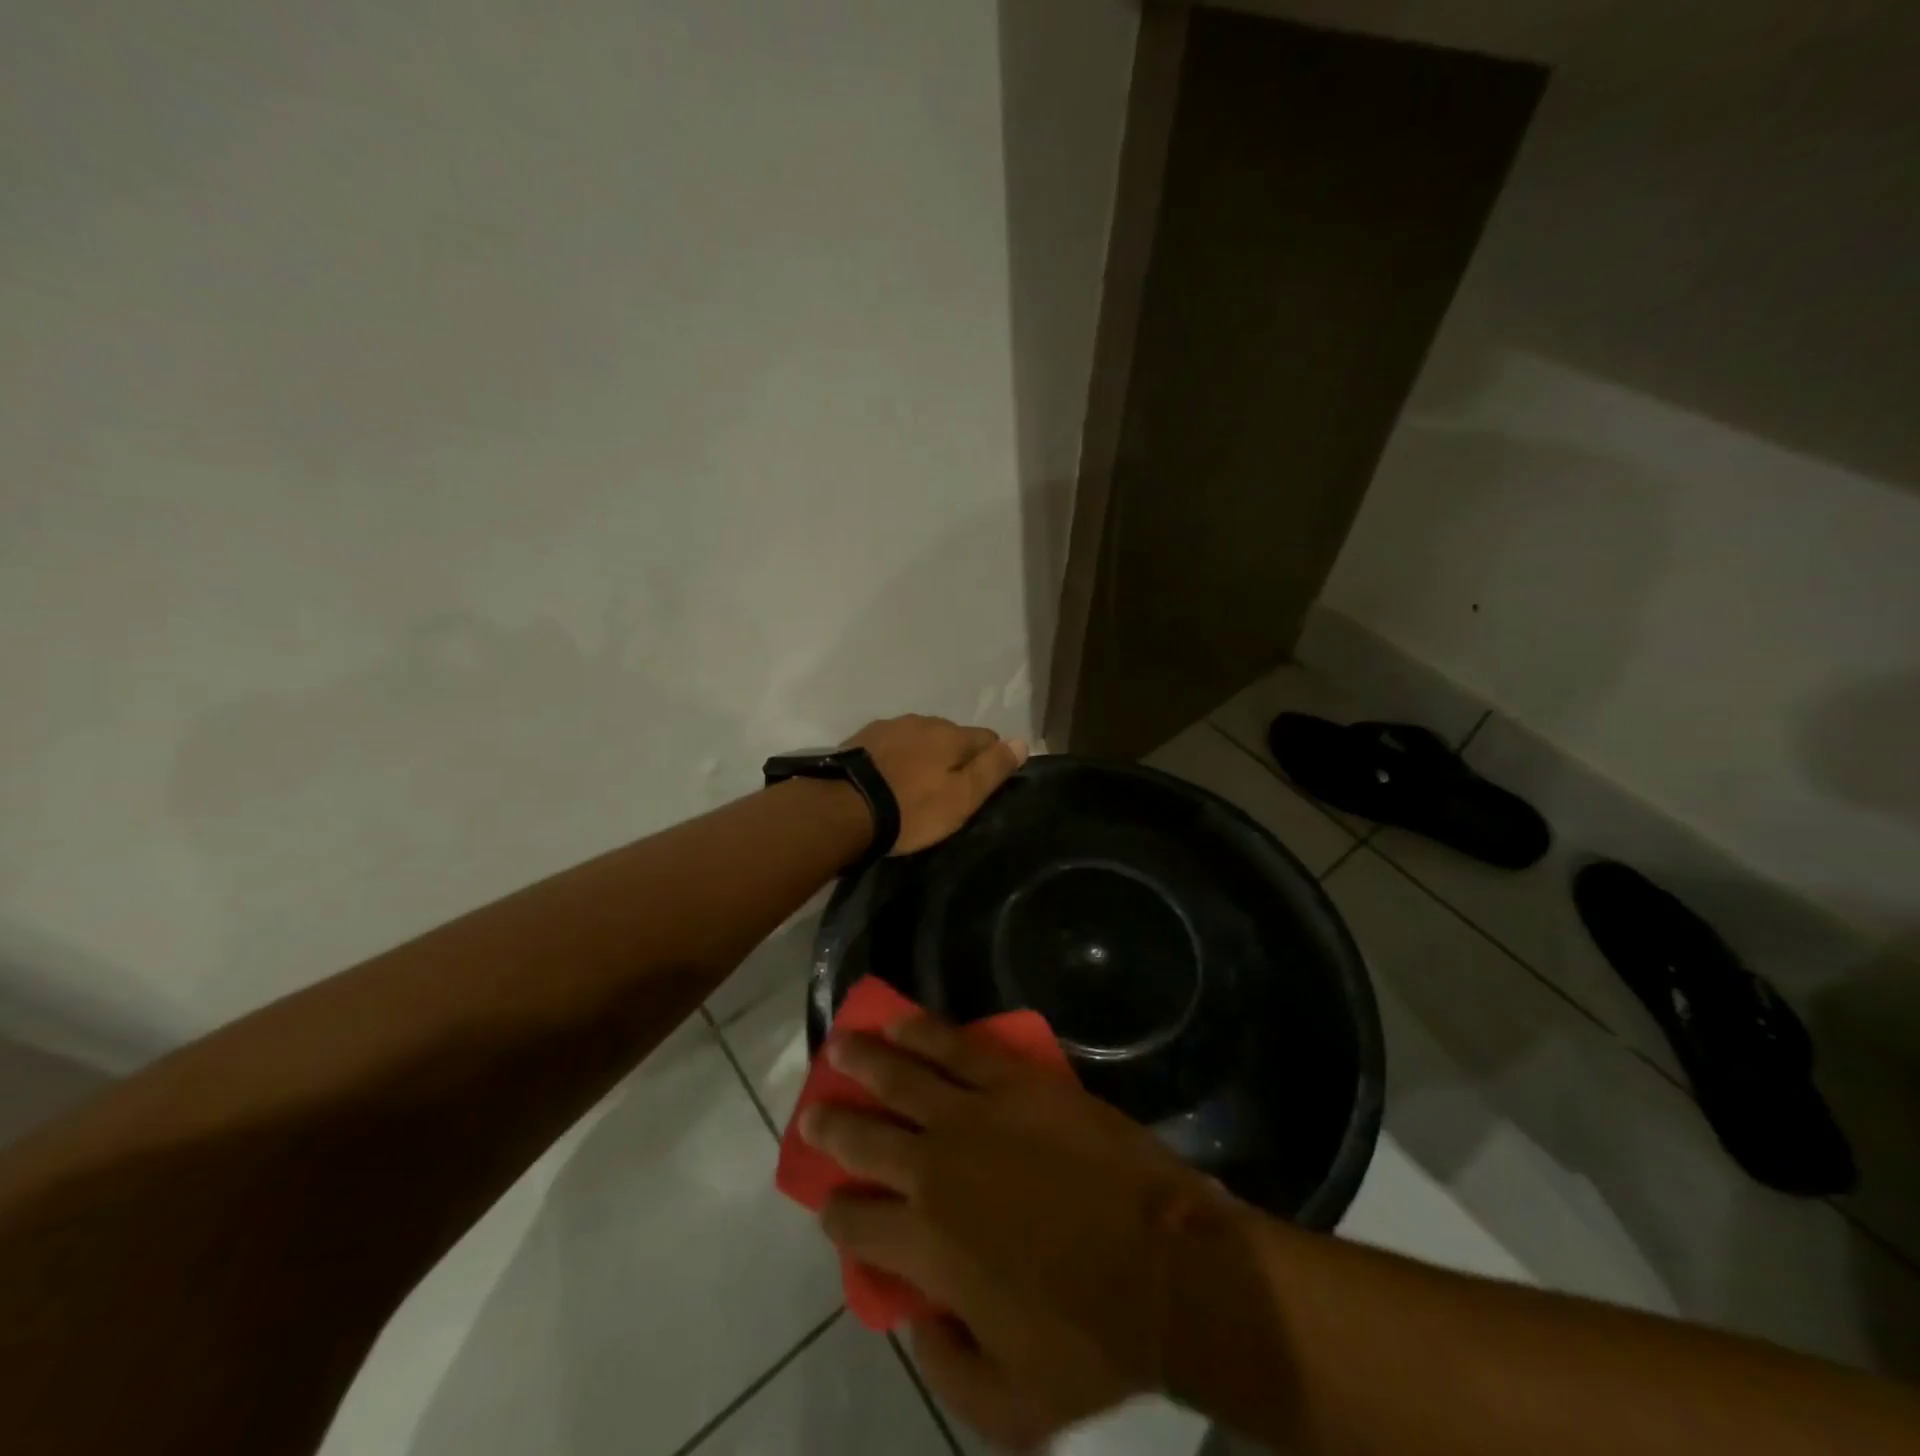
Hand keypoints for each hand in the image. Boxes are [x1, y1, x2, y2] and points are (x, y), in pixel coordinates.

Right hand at [800, 1017, 1228, 1451]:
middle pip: (864, 1139)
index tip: (831, 1206)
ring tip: (841, 1047)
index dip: (836, 1214)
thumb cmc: (1090, 1339)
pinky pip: (955, 1046)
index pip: (855, 1224)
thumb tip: (917, 1318)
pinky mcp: (1015, 1081)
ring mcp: (974, 1115)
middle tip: (812, 1115)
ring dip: (864, 1061)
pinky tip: (901, 1021)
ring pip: (900, 1077)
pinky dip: (922, 1031)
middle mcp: (934, 1170)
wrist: (1166, 1267)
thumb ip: (946, 1370)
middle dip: (831, 1127)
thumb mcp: (1009, 1407)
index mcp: (925, 1246)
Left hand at [842, 715, 1027, 855]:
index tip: (981, 787)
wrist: (843, 808)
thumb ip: (993, 769)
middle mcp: (922, 721)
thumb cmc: (911, 809)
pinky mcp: (861, 738)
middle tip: (947, 791)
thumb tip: (1022, 742)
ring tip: (914, 786)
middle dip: (955, 756)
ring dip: (923, 755)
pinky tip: (888, 779)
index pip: (987, 738)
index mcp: (951, 734)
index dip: (990, 761)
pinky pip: (891, 745)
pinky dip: (896, 758)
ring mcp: (889, 726)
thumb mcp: (962, 798)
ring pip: (920, 737)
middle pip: (952, 736)